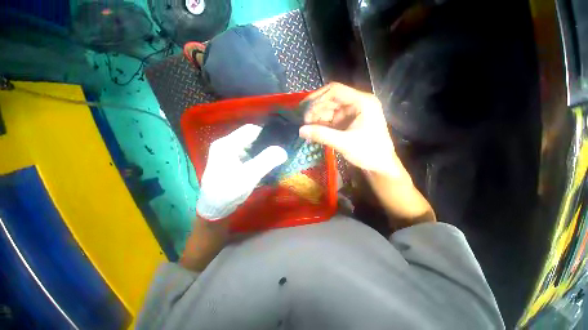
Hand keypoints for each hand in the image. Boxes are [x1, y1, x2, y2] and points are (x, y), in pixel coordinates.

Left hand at [196, 124, 287, 220]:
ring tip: (273, 158)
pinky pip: (246, 152)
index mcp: (227, 144)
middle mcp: (225, 144)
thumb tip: (283, 150)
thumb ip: (266, 161)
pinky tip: (263, 164)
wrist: (213, 208)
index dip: (267, 134)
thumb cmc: (229, 191)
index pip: (251, 129)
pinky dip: (256, 156)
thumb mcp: (249, 176)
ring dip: (261, 150)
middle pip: (250, 136)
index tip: (280, 143)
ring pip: (249, 144)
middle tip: (278, 152)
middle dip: (265, 143)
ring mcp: (227, 152)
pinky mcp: (229, 159)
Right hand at [300, 83, 434, 226]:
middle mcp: (357, 104)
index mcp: (362, 102)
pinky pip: (331, 120)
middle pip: (331, 100)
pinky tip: (314, 131)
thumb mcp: (344, 143)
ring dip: (318, 118)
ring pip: (329, 110)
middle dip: (316, 110)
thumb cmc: (368, 152)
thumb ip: (322, 135)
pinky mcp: (348, 123)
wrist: (380, 166)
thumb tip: (300, 130)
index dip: (317, 98)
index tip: (304, 110)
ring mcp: (352, 114)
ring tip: (307, 129)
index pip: (335, 91)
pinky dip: (322, 125)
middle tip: (304, 122)